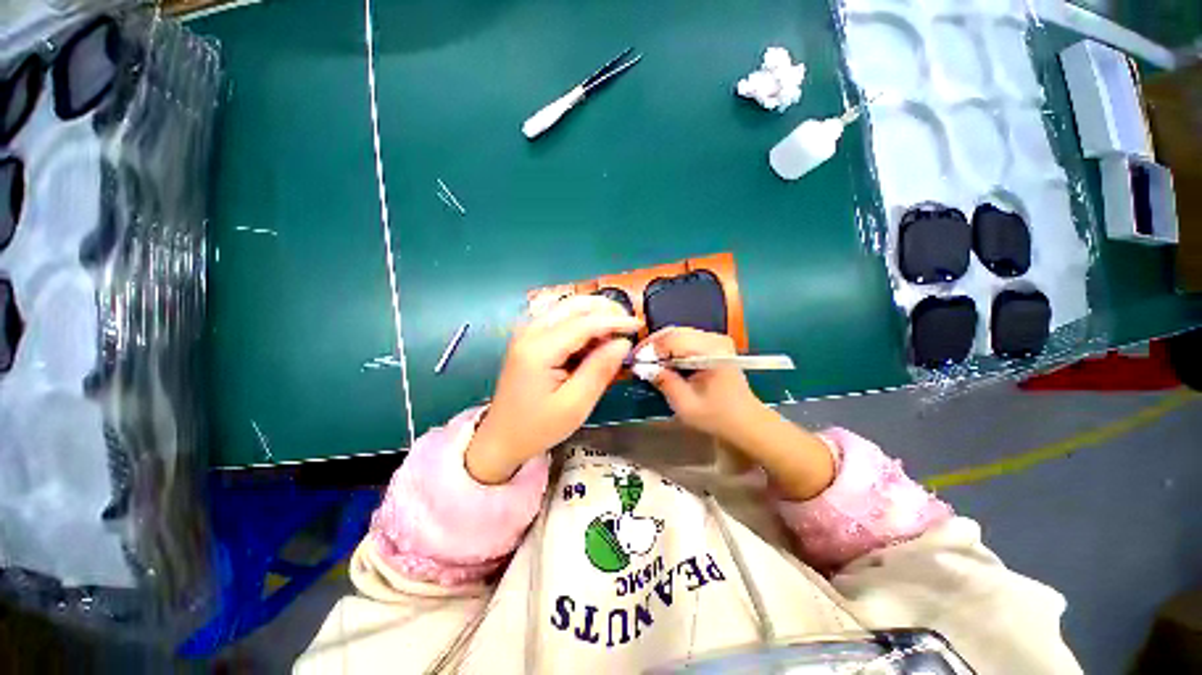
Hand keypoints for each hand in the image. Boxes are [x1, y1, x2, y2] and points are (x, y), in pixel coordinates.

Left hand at [466, 295, 641, 483]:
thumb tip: (623, 342)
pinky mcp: (530, 337)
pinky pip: (560, 318)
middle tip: (628, 326)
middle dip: (605, 310)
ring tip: (615, 333)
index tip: (639, 325)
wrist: (501, 437)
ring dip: (594, 314)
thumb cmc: (538, 427)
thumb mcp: (575, 405)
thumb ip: (600, 370)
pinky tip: (594, 339)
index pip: (584, 322)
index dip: (614, 320)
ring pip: (567, 307)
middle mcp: (530, 331)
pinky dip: (582, 322)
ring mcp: (527, 332)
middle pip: (574, 305)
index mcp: (539, 349)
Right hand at [639, 327, 834, 499]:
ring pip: (678, 332)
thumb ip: (664, 382)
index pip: (672, 339)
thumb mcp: (685, 404)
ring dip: (661, 345)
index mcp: (711, 352)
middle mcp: (714, 339)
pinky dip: (671, 347)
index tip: (634, 361)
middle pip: (674, 331)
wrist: (745, 422)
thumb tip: (643, 366)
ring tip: (648, 361)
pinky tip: (663, 360)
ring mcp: (716, 340)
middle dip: (653, 344)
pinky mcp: (715, 345)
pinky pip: (686, 338)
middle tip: (638, 360)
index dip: (650, 348)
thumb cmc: (717, 416)